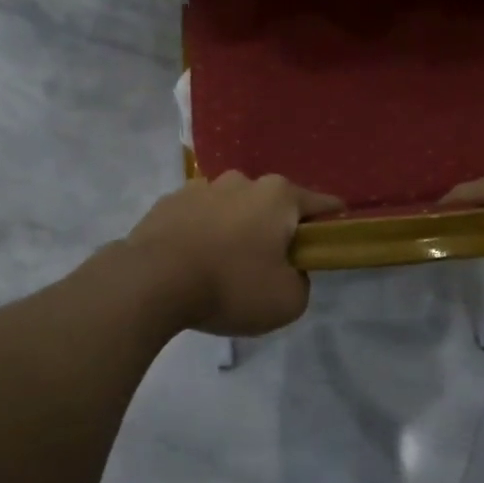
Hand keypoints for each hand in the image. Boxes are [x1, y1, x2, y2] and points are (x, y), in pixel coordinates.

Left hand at [124, 173, 342, 335]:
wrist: (151, 282)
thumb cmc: (231, 286)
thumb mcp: (288, 301)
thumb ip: (301, 282)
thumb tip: (289, 271)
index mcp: (278, 196)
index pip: (323, 204)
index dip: (332, 224)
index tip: (330, 244)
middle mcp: (242, 181)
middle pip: (273, 205)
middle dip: (276, 229)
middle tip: (269, 266)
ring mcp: (201, 187)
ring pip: (232, 208)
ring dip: (236, 229)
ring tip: (224, 266)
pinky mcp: (168, 202)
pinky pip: (198, 217)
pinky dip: (202, 233)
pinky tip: (193, 262)